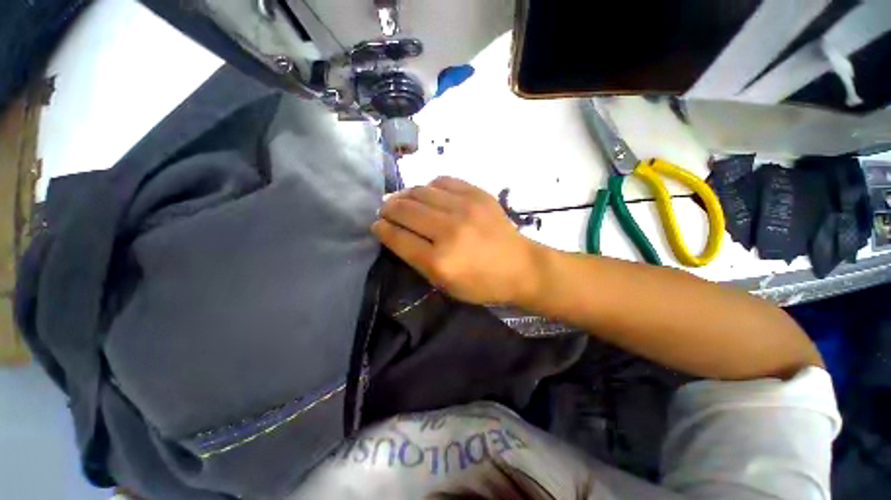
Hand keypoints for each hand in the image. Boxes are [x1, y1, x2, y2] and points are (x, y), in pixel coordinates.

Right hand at [372, 177, 540, 304]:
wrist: (520, 266)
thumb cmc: (482, 283)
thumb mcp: (445, 284)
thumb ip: (417, 260)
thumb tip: (394, 234)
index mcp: (440, 261)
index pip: (398, 238)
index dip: (381, 229)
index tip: (376, 225)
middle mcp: (449, 231)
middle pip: (405, 210)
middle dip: (388, 209)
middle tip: (385, 210)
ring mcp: (465, 208)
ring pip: (420, 191)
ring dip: (404, 195)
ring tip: (402, 200)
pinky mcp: (478, 194)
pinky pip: (442, 181)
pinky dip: (429, 187)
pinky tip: (428, 194)